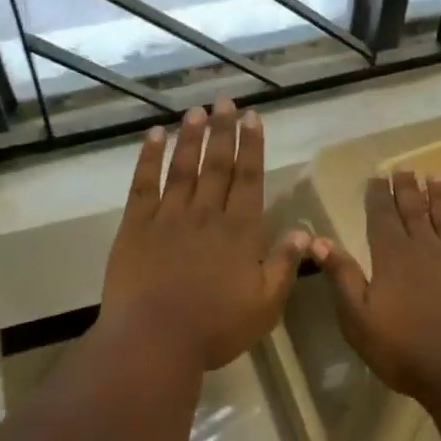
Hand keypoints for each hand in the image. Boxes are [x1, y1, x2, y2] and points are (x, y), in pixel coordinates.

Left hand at [100, 100, 308, 372]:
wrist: (154, 339)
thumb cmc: (215, 327)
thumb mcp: (265, 305)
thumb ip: (285, 265)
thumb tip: (304, 230)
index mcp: (240, 231)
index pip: (249, 178)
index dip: (252, 146)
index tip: (252, 117)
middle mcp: (206, 213)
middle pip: (217, 164)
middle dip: (223, 131)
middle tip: (225, 101)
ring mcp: (168, 216)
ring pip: (183, 167)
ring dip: (191, 136)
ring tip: (197, 110)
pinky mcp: (136, 225)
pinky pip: (143, 183)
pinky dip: (149, 157)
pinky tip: (154, 135)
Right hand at [311, 172, 440, 402]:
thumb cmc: (404, 350)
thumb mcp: (358, 319)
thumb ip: (342, 276)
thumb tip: (318, 241)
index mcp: (392, 257)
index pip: (382, 217)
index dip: (378, 196)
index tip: (378, 177)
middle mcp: (427, 249)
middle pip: (416, 211)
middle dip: (408, 189)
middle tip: (406, 169)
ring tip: (438, 177)